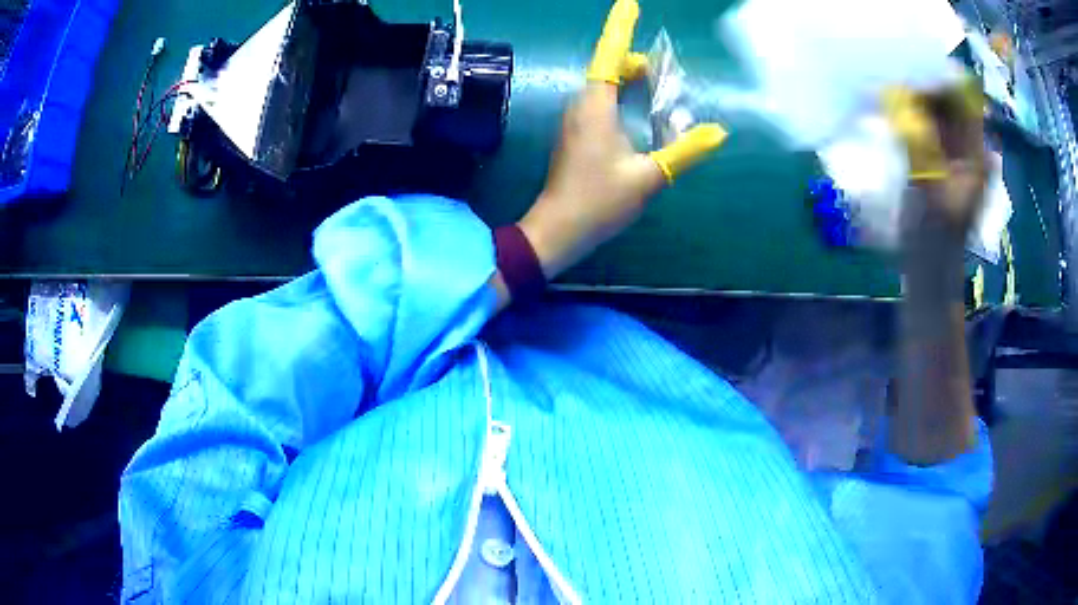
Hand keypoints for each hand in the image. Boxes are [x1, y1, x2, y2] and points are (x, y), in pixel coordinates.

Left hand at [517, 0, 725, 279]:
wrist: (559, 230)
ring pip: (606, 85)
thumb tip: (718, 132)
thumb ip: (685, 150)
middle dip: (637, 60)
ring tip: (662, 87)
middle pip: (610, 67)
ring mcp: (576, 119)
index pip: (609, 55)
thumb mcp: (649, 176)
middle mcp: (582, 105)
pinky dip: (624, 96)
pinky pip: (602, 102)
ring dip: (632, 79)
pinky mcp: (577, 134)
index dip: (621, 27)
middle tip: (668, 70)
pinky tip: (643, 112)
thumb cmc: (600, 201)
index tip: (630, 3)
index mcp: (596, 106)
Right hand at [883, 81, 986, 464]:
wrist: (929, 272)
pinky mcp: (935, 167)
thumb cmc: (935, 235)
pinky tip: (892, 115)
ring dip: (915, 103)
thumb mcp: (929, 183)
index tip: (911, 68)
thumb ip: (918, 138)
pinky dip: (910, 120)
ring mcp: (951, 160)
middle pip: (950, 106)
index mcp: (976, 155)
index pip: (963, 101)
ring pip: (936, 117)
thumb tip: (897, 94)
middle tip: (894, 76)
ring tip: (890, 91)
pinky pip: (925, 131)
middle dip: (925, 88)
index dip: (941, 81)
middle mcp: (967, 151)